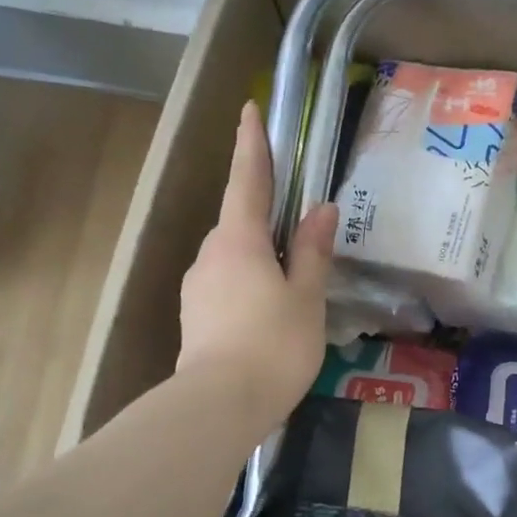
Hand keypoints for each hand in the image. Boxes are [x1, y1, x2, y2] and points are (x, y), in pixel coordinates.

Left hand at [177, 101, 337, 429]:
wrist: (219, 405)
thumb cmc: (274, 344)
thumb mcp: (306, 296)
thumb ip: (312, 251)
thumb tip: (321, 209)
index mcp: (239, 240)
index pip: (247, 180)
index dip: (251, 144)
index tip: (249, 110)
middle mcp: (211, 254)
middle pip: (240, 221)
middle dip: (264, 217)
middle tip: (298, 232)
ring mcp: (198, 286)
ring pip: (233, 257)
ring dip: (259, 257)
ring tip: (290, 286)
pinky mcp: (195, 316)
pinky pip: (227, 284)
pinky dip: (248, 284)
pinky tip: (268, 313)